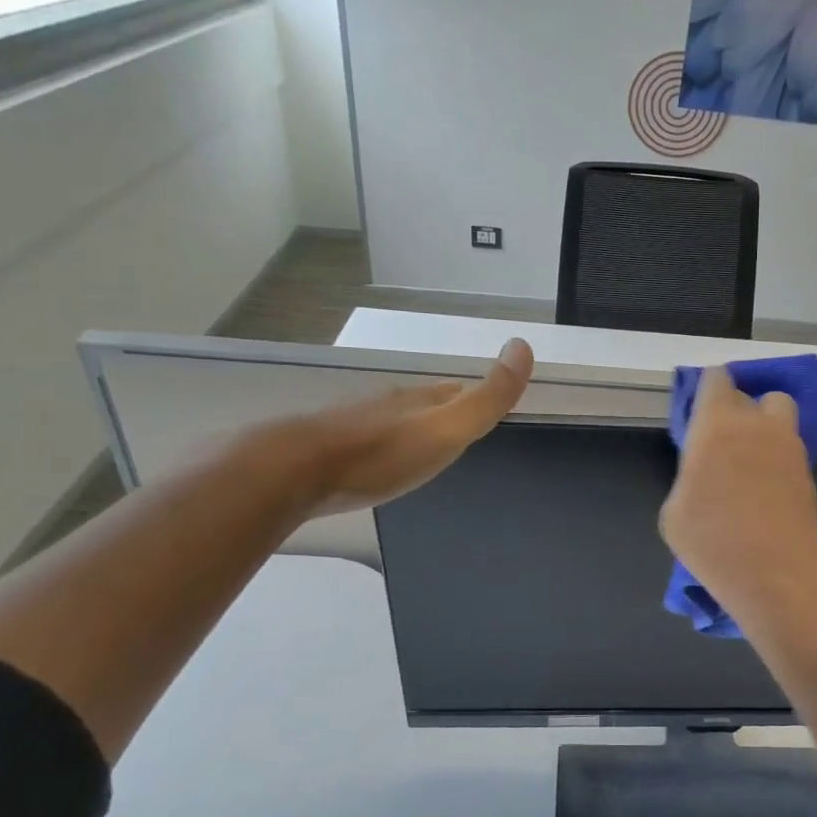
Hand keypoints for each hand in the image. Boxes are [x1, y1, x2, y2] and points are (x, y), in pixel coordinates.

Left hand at [293, 338, 532, 513]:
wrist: (293, 471)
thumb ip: (488, 397)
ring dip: (411, 430)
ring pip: (394, 421)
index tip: (488, 409)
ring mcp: (356, 424)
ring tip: (422, 447)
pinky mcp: (328, 448)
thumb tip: (523, 345)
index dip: (475, 400)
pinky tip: (378, 462)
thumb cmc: (381, 453)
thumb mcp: (447, 428)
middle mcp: (390, 405)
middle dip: (444, 413)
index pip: (457, 393)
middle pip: (425, 404)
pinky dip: (382, 447)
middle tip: (459, 429)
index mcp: (421, 401)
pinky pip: (367, 441)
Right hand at [660, 364, 816, 632]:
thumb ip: (688, 477)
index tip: (699, 411)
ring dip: (764, 426)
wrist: (779, 577)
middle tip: (721, 440)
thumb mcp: (674, 513)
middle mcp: (758, 424)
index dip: (708, 389)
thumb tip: (705, 472)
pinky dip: (776, 458)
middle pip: (751, 395)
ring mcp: (790, 447)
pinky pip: (789, 449)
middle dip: (736, 408)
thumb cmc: (714, 542)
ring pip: (779, 416)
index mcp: (717, 424)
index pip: (716, 380)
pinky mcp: (809, 473)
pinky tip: (763, 489)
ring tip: (746, 463)